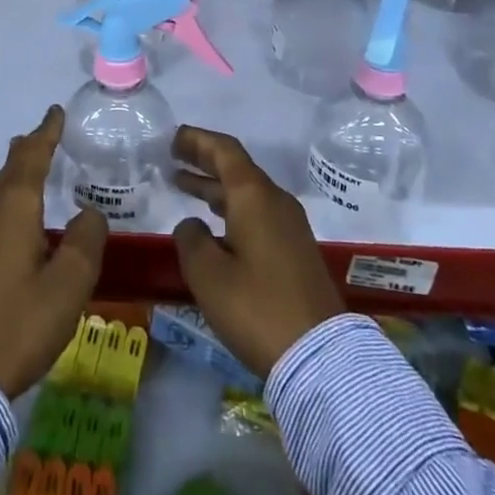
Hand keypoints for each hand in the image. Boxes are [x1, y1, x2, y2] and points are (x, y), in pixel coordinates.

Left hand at [0, 105, 107, 397]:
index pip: (31, 154)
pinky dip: (7, 200)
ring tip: (33, 171)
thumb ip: (86, 240)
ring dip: (16, 176)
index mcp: (13, 206)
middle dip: (29, 150)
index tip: (56, 111)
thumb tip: (88, 214)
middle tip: (47, 137)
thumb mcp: (69, 284)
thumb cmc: (20, 323)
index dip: (46, 132)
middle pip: (10, 168)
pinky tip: (14, 219)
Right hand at [170, 126, 345, 378]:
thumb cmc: (257, 307)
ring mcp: (289, 226)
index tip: (173, 138)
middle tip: (174, 156)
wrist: (321, 356)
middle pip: (237, 168)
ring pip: (246, 193)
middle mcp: (275, 201)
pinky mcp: (295, 250)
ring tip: (183, 184)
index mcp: (254, 196)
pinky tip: (213, 224)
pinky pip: (257, 213)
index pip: (224, 150)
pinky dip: (230, 208)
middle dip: (204, 160)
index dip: (197, 140)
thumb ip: (191, 240)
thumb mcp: (208, 274)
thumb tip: (191, 224)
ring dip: (215, 187)